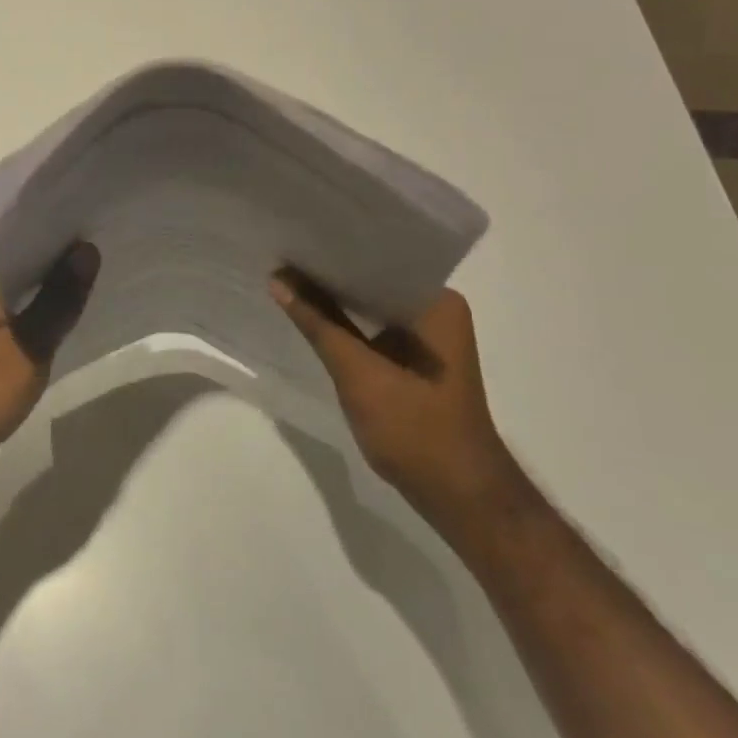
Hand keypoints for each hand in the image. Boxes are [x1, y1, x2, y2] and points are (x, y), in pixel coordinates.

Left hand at [0, 245, 99, 486]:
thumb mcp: (29, 349)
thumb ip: (59, 299)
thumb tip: (87, 250)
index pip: (30, 235)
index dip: (67, 234)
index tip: (104, 232)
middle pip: (25, 256)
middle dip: (63, 259)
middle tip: (108, 260)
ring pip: (18, 282)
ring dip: (49, 284)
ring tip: (93, 284)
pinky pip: (8, 303)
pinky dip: (33, 306)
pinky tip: (58, 317)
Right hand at [270, 271, 520, 539]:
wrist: (460, 498)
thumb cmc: (416, 430)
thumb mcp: (358, 373)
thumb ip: (317, 323)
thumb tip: (277, 278)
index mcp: (437, 301)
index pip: (380, 259)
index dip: (335, 251)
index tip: (295, 239)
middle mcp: (437, 309)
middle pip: (374, 281)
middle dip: (331, 275)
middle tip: (283, 255)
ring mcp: (429, 337)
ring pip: (373, 306)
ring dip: (337, 301)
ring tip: (289, 279)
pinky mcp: (417, 361)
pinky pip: (376, 329)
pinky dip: (348, 326)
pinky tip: (313, 318)